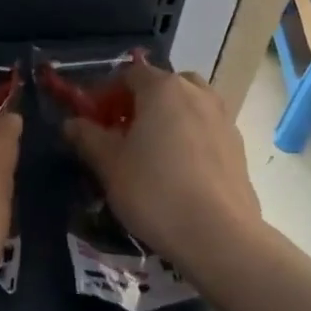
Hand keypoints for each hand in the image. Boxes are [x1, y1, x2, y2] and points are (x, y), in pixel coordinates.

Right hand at [62, 60, 262, 279]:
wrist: (219, 235)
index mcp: (163, 88)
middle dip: (140, 103)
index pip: (129, 74)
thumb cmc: (155, 191)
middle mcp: (197, 93)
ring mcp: (223, 118)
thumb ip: (88, 137)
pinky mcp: (238, 147)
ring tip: (152, 152)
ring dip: (168, 119)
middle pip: (163, 85)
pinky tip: (178, 171)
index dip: (106, 94)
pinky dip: (189, 138)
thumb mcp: (109, 164)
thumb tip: (72, 123)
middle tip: (123, 133)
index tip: (93, 120)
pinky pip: (205, 129)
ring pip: (188, 106)